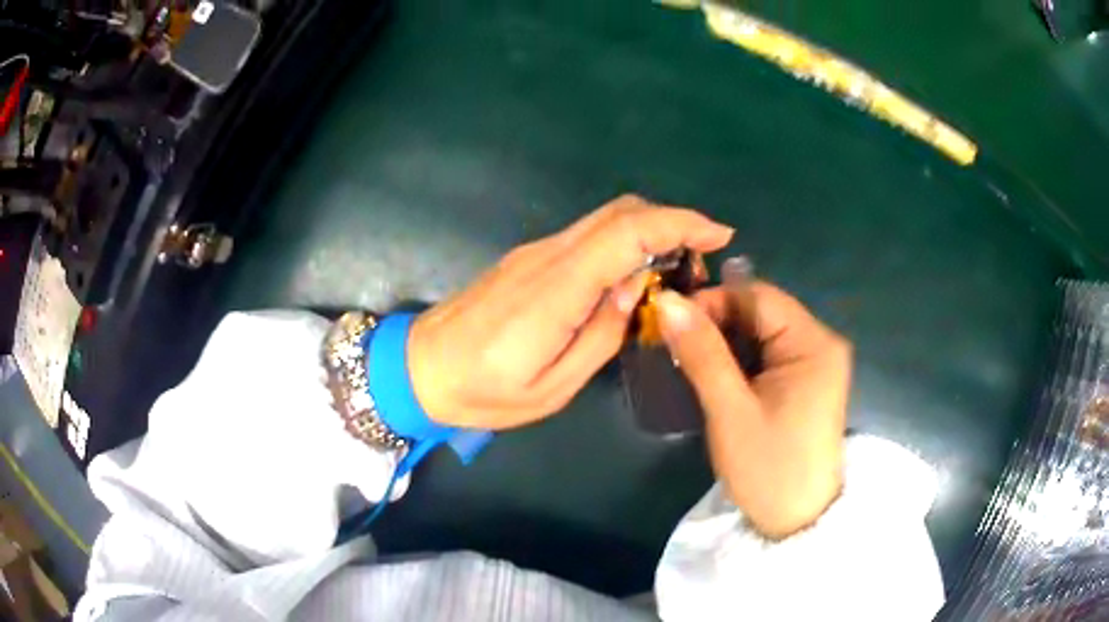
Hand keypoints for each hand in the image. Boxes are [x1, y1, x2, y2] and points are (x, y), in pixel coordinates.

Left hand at [408, 195, 733, 429]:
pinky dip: (622, 242)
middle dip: (671, 221)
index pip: (626, 234)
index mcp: (556, 290)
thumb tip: (632, 291)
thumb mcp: (552, 386)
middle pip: (618, 213)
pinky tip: (633, 275)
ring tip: (676, 269)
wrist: (420, 368)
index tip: (717, 234)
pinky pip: (586, 237)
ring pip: (604, 220)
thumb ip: (600, 337)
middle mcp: (547, 257)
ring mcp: (534, 253)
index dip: (678, 224)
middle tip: (702, 257)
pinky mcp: (528, 260)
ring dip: (648, 230)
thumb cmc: (483, 392)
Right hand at [655, 282, 850, 539]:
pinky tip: (714, 376)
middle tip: (673, 345)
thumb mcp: (730, 410)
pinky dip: (739, 360)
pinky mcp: (807, 382)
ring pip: (761, 333)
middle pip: (761, 312)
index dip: (712, 301)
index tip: (670, 322)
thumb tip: (668, 301)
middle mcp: (821, 343)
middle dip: (716, 323)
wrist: (797, 522)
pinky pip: (768, 354)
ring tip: (687, 360)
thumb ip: (702, 352)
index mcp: (813, 343)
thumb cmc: (768, 469)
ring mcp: (816, 363)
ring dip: (724, 343)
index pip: (757, 296)